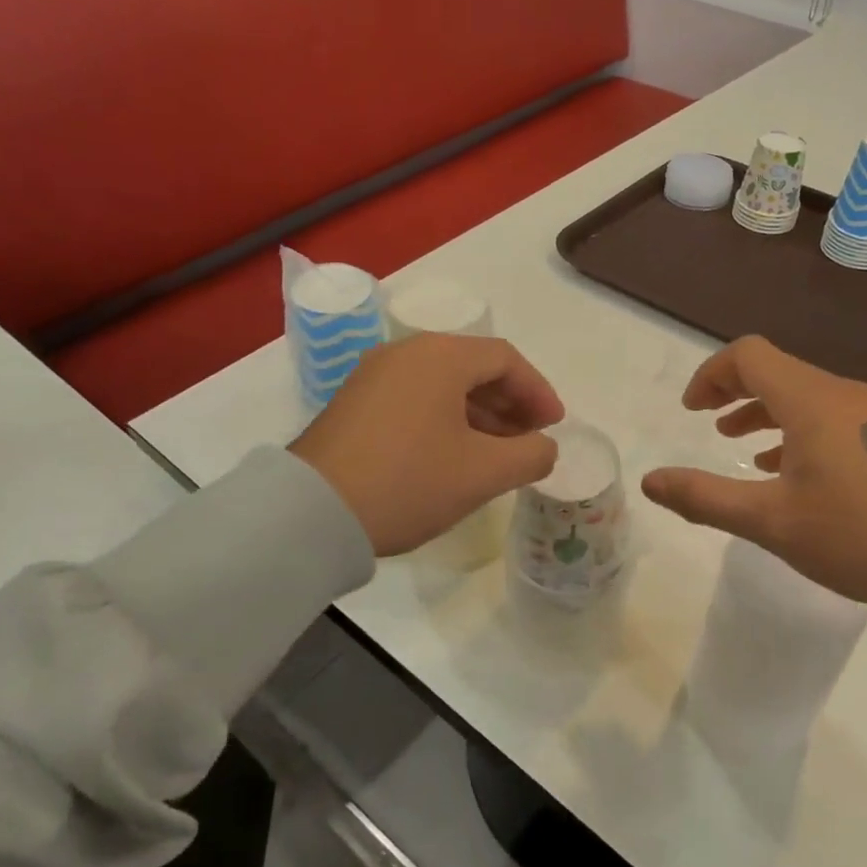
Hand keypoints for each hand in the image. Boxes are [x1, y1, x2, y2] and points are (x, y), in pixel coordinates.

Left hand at [290, 334, 563, 555]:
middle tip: (531, 440)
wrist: (312, 513)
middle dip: (511, 403)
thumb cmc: (409, 481)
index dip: (539, 391)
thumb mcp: (483, 473)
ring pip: (443, 386)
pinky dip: (446, 420)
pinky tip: (454, 456)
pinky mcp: (354, 404)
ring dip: (480, 415)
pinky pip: (415, 399)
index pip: (505, 359)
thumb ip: (530, 455)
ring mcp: (374, 377)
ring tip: (498, 454)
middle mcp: (405, 354)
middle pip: (473, 368)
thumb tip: (544, 447)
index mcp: (440, 356)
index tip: (554, 427)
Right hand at [641, 337, 866, 604]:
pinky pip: (830, 418)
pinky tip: (789, 470)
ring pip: (804, 395)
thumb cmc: (859, 534)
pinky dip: (796, 430)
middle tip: (706, 421)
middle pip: (777, 370)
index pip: (749, 356)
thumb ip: (705, 498)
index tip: (691, 411)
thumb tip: (649, 481)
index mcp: (810, 401)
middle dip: (734, 391)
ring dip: (764, 411)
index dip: (711, 375)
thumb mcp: (771, 522)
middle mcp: (842, 395)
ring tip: (738, 444)